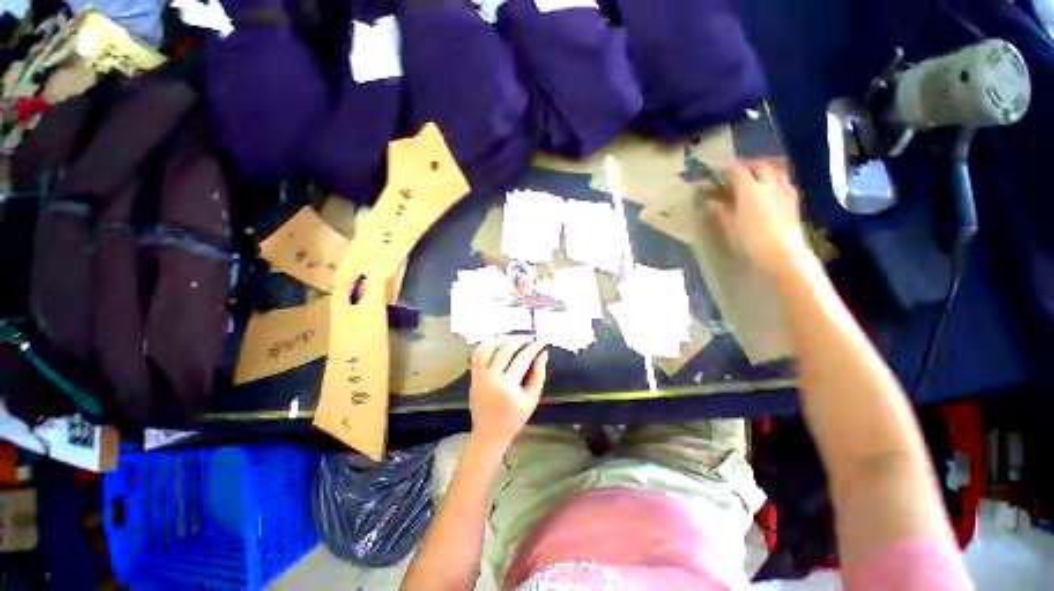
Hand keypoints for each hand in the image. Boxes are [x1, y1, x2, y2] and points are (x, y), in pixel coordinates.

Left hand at [468, 336, 547, 449]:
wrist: (490, 432)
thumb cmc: (514, 418)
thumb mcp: (532, 399)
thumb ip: (538, 374)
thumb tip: (542, 353)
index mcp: (508, 385)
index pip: (523, 358)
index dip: (533, 348)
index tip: (541, 342)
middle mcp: (492, 376)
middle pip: (506, 348)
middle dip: (520, 339)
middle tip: (530, 338)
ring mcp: (480, 374)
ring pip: (491, 347)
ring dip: (504, 338)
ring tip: (515, 337)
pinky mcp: (474, 375)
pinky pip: (478, 353)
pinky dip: (487, 344)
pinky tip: (497, 341)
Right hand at [708, 161, 810, 276]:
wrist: (782, 254)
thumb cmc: (749, 239)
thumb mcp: (728, 226)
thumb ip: (719, 210)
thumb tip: (711, 201)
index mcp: (749, 189)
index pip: (737, 170)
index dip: (725, 167)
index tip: (715, 168)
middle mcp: (768, 185)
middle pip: (760, 167)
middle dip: (748, 167)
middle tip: (737, 174)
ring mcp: (784, 193)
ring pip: (775, 174)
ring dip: (764, 173)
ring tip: (756, 181)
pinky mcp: (794, 204)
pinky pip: (785, 185)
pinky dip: (776, 184)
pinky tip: (772, 193)